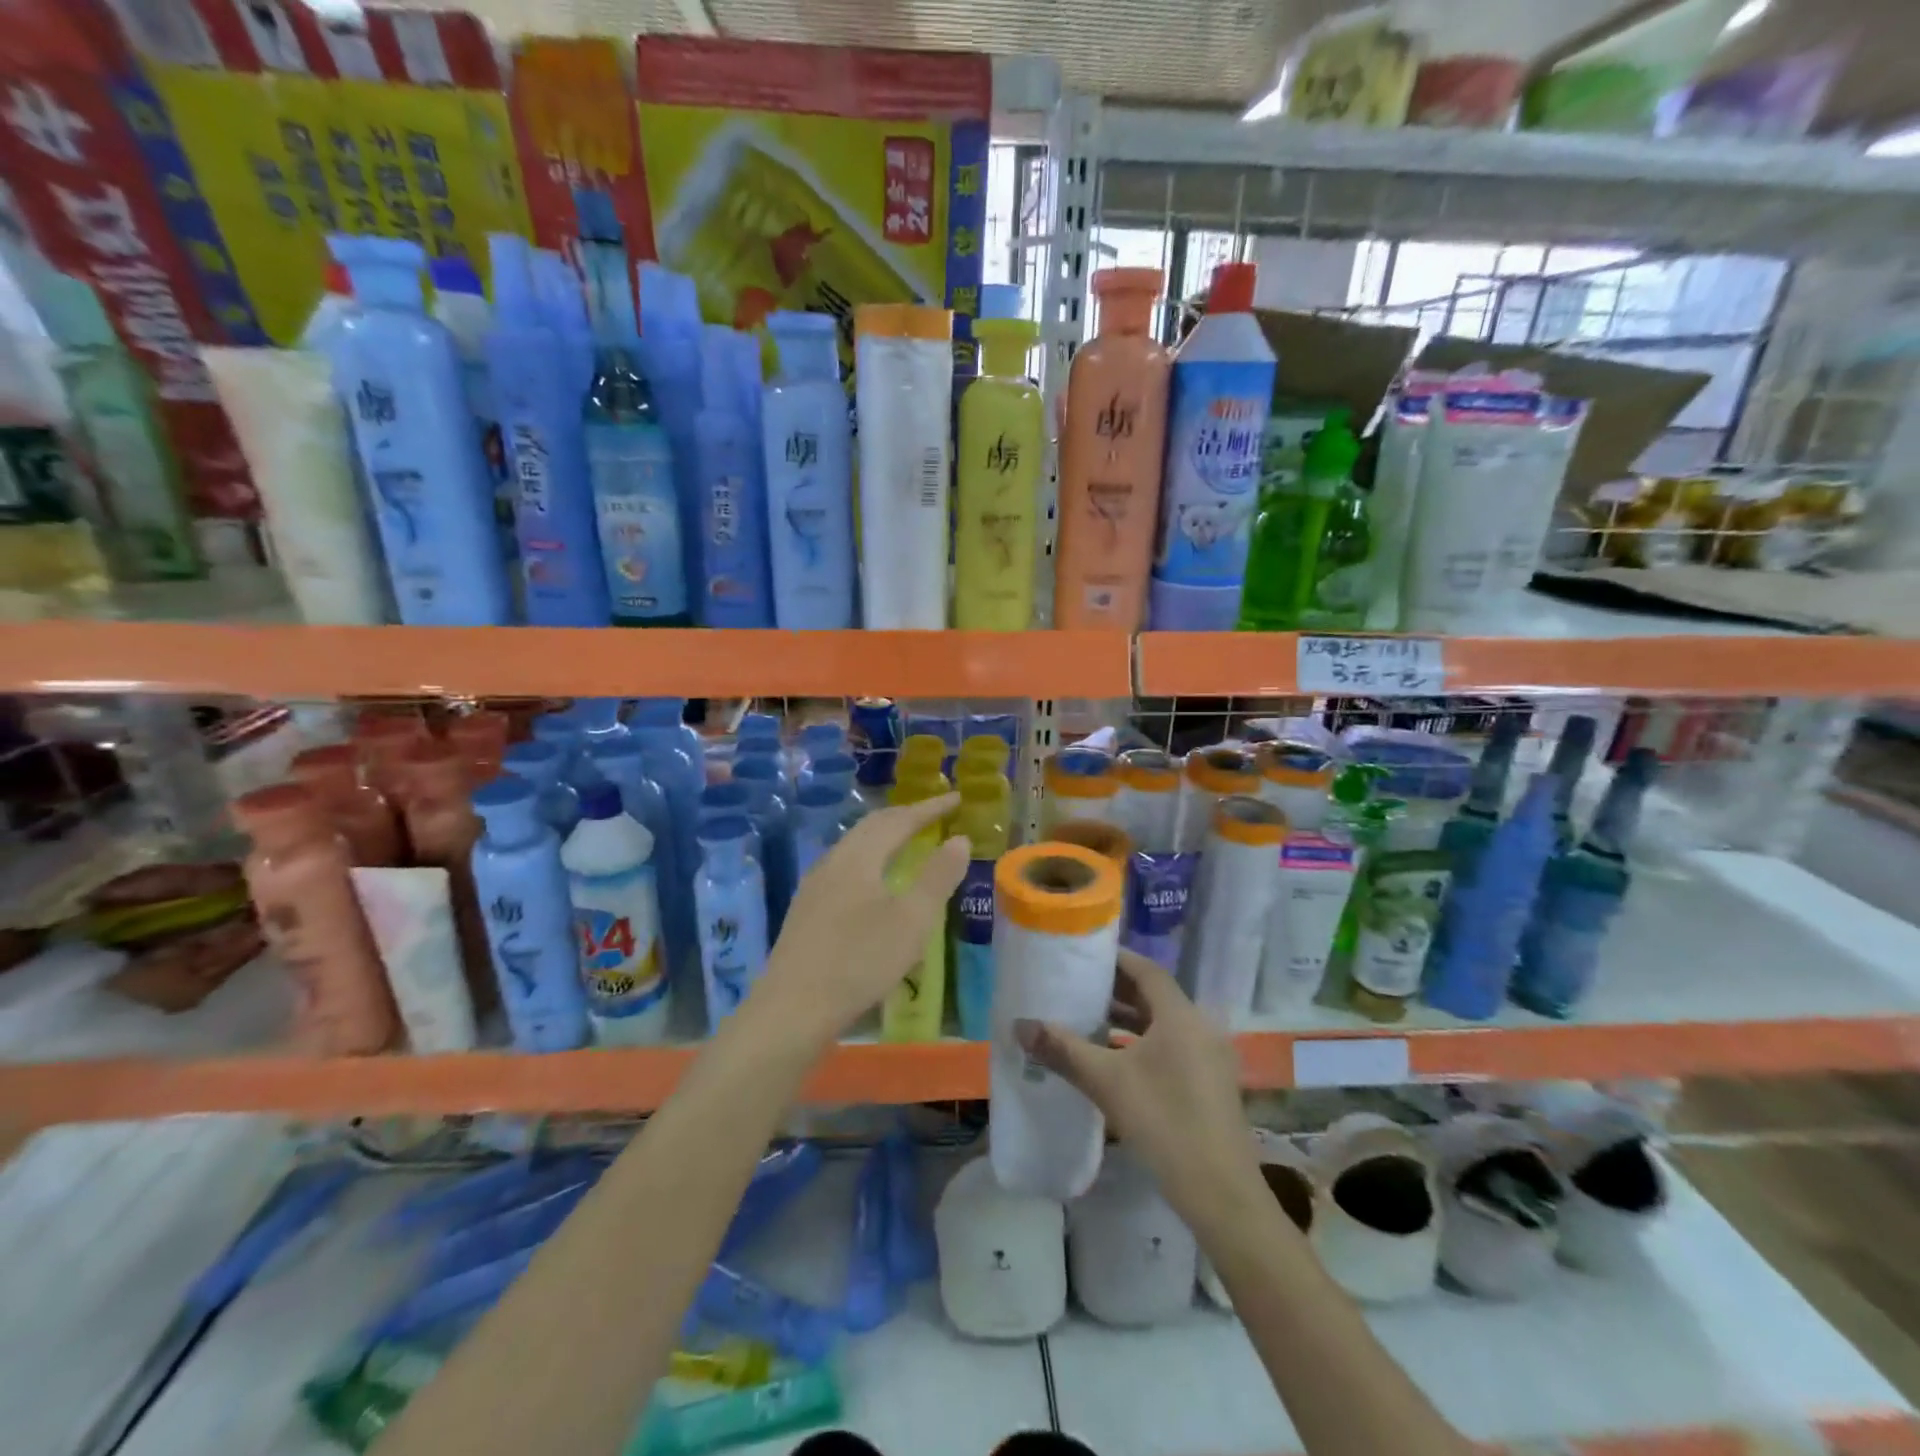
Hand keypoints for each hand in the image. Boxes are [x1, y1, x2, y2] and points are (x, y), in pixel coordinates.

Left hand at [753, 793, 967, 1043]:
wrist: (792, 1008)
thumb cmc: (860, 961)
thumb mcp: (912, 920)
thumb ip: (937, 877)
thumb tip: (959, 839)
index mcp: (859, 857)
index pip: (899, 819)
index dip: (930, 808)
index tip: (956, 798)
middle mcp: (833, 861)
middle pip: (872, 826)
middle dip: (906, 816)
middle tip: (935, 814)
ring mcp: (814, 885)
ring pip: (855, 846)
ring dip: (885, 836)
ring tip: (908, 840)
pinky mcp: (806, 909)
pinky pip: (845, 866)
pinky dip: (870, 858)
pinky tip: (874, 881)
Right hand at [1015, 948, 1262, 1228]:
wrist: (1220, 1192)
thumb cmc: (1163, 1122)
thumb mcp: (1106, 1082)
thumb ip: (1063, 1050)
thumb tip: (1020, 1025)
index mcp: (1181, 1016)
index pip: (1146, 971)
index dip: (1116, 959)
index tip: (1084, 955)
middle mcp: (1199, 1027)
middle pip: (1155, 995)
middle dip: (1117, 989)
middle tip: (1078, 985)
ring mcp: (1209, 1057)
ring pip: (1163, 1024)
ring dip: (1128, 1018)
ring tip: (1088, 1018)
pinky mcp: (1209, 1082)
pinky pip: (1172, 1046)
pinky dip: (1143, 1042)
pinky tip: (1114, 1058)